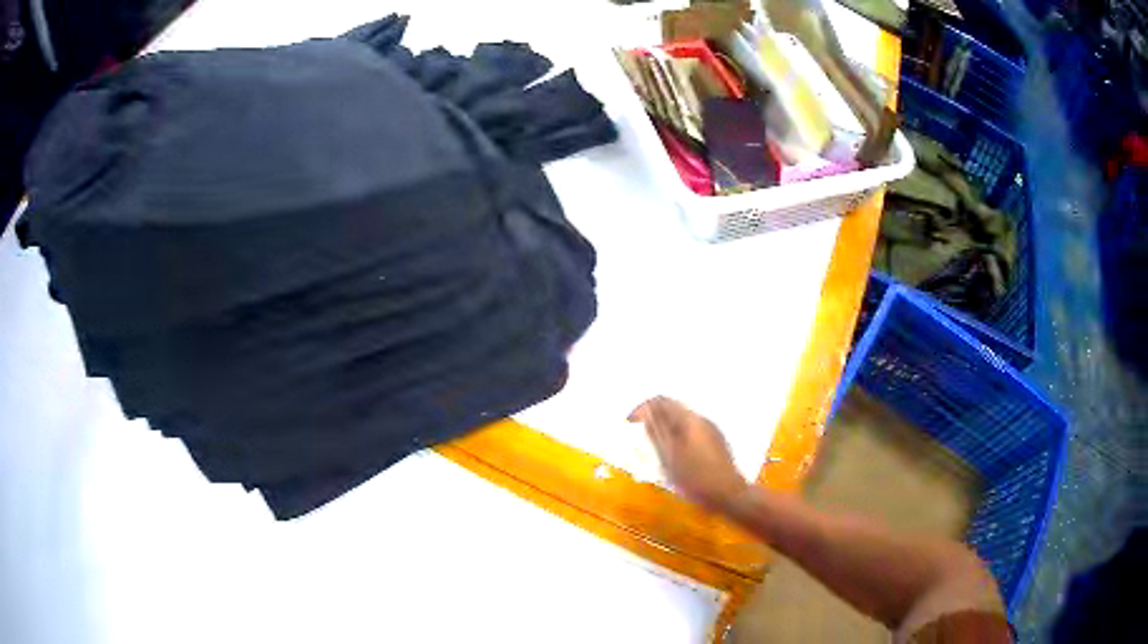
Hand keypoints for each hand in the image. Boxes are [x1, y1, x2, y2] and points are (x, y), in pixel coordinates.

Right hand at [628, 396, 747, 511]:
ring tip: (655, 449)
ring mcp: (712, 430)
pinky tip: (675, 456)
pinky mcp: (717, 442)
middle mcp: (702, 419)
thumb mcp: (669, 458)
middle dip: (654, 419)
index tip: (629, 423)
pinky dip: (678, 437)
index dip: (642, 409)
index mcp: (689, 419)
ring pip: (683, 421)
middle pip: (673, 409)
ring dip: (666, 429)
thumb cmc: (696, 478)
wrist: (729, 495)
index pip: (661, 401)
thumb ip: (656, 432)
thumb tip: (645, 412)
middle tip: (640, 437)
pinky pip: (692, 431)